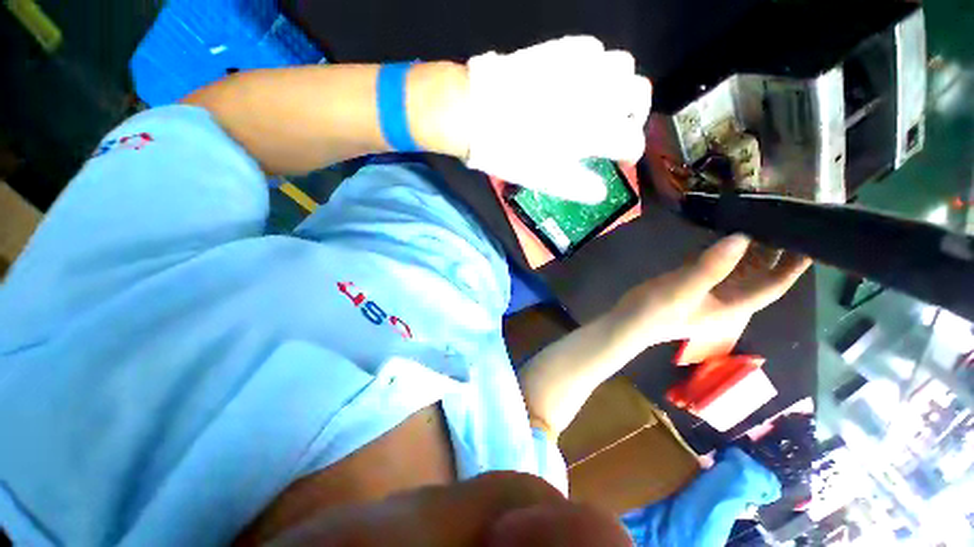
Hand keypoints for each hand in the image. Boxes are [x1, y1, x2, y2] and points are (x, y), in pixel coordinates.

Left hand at [465, 36, 651, 203]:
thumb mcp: (544, 179)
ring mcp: (581, 66)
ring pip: (624, 66)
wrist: (475, 112)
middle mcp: (597, 93)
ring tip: (601, 102)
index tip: (622, 159)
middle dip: (635, 114)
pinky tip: (580, 80)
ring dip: (619, 86)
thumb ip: (577, 186)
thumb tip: (600, 193)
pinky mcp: (562, 48)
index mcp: (594, 130)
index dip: (630, 152)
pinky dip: (595, 66)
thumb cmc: (509, 151)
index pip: (631, 140)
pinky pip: (594, 49)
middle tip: (618, 127)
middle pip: (640, 94)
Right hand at [610, 236, 811, 346]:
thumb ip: (712, 265)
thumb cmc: (657, 310)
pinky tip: (725, 238)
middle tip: (782, 222)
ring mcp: (709, 294)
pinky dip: (726, 255)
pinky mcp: (693, 288)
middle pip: (760, 277)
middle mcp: (728, 300)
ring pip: (739, 272)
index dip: (793, 266)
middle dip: (775, 254)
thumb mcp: (684, 288)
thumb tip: (742, 236)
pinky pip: (718, 269)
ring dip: (751, 252)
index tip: (808, 240)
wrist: (628, 322)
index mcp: (734, 305)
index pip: (773, 286)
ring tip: (759, 223)